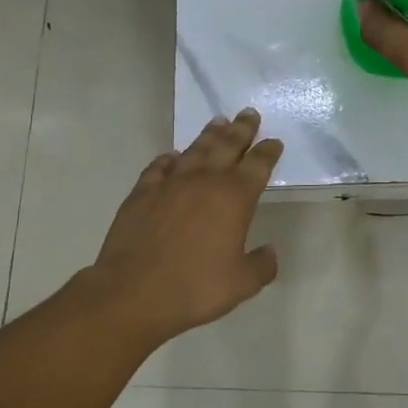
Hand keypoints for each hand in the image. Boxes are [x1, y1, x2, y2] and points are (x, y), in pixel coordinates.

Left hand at [89, 109, 283, 343]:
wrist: (133, 294)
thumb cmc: (195, 288)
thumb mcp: (241, 284)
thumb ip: (261, 265)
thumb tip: (270, 252)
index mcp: (234, 198)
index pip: (258, 165)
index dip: (268, 151)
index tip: (274, 141)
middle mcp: (204, 181)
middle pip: (227, 145)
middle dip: (241, 129)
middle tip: (249, 114)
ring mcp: (170, 184)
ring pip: (195, 150)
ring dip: (209, 135)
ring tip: (219, 122)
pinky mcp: (142, 193)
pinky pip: (159, 167)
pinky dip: (170, 159)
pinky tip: (172, 158)